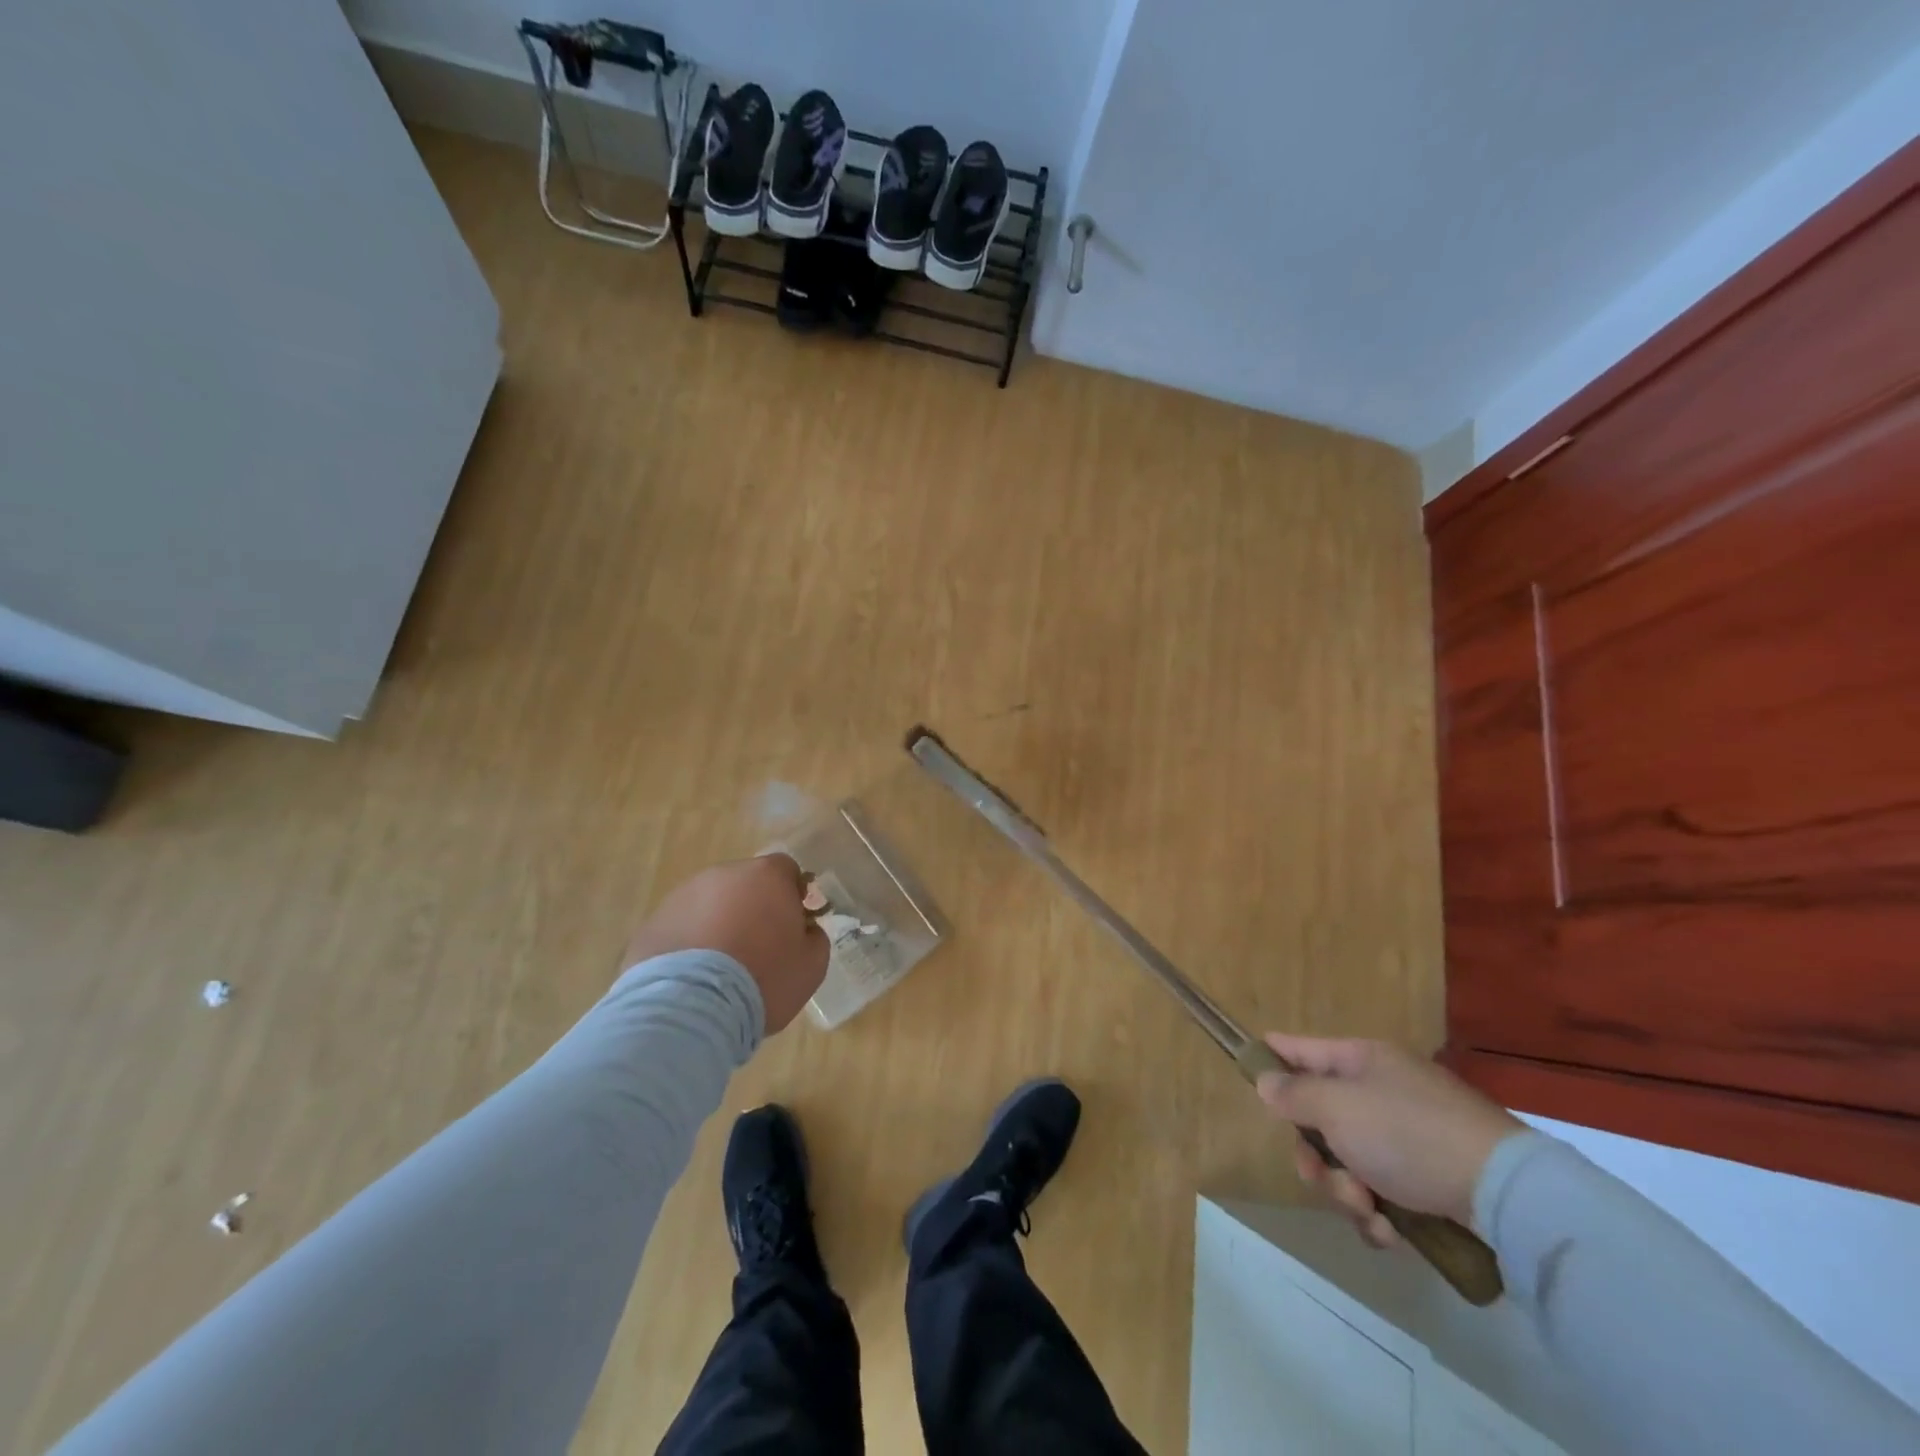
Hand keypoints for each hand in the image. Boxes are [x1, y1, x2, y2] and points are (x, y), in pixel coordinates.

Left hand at [622, 855, 829, 1032]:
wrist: (690, 1008)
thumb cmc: (763, 979)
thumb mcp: (812, 965)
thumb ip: (814, 937)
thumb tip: (804, 930)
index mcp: (767, 876)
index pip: (787, 870)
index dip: (792, 895)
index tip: (793, 925)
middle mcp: (723, 875)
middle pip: (746, 884)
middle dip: (753, 908)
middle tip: (758, 949)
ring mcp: (682, 896)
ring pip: (710, 904)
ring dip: (718, 925)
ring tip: (720, 969)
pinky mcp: (652, 923)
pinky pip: (681, 928)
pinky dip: (689, 945)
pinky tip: (693, 979)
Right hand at [1256, 1034, 1521, 1245]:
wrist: (1506, 1194)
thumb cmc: (1408, 1134)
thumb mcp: (1338, 1107)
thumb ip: (1293, 1093)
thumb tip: (1267, 1081)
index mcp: (1360, 1061)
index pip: (1300, 1048)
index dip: (1272, 1057)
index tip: (1247, 1072)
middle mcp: (1381, 1091)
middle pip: (1319, 1118)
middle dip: (1315, 1156)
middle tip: (1320, 1176)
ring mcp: (1407, 1136)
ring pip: (1347, 1163)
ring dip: (1346, 1192)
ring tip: (1369, 1211)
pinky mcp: (1429, 1180)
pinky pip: (1381, 1193)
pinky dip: (1379, 1214)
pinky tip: (1392, 1232)